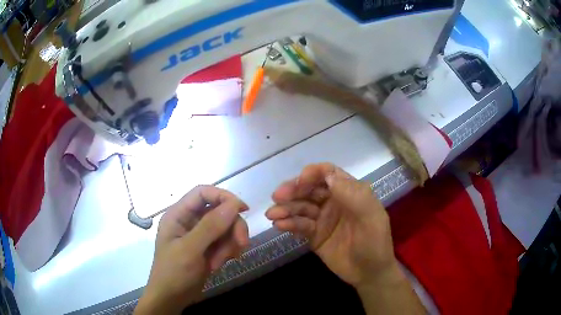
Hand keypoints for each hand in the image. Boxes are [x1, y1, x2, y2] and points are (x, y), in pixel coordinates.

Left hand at [135, 186, 248, 313]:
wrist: (172, 298)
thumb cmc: (173, 272)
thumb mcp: (190, 250)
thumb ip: (210, 226)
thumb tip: (233, 204)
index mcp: (179, 214)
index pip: (203, 193)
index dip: (223, 196)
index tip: (243, 209)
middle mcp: (190, 221)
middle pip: (219, 211)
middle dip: (231, 227)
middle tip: (241, 244)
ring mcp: (200, 236)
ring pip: (225, 228)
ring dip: (229, 244)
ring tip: (221, 262)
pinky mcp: (208, 248)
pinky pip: (225, 242)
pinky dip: (228, 252)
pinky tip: (220, 264)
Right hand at [265, 163, 396, 288]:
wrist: (369, 273)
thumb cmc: (374, 242)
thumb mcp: (370, 216)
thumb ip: (352, 194)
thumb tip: (327, 174)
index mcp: (350, 192)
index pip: (328, 173)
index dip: (312, 173)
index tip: (300, 182)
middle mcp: (334, 201)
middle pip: (310, 188)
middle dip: (293, 190)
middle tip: (277, 197)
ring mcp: (323, 218)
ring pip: (301, 206)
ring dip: (285, 208)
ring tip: (272, 214)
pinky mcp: (314, 235)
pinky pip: (299, 225)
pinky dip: (288, 223)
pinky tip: (279, 225)